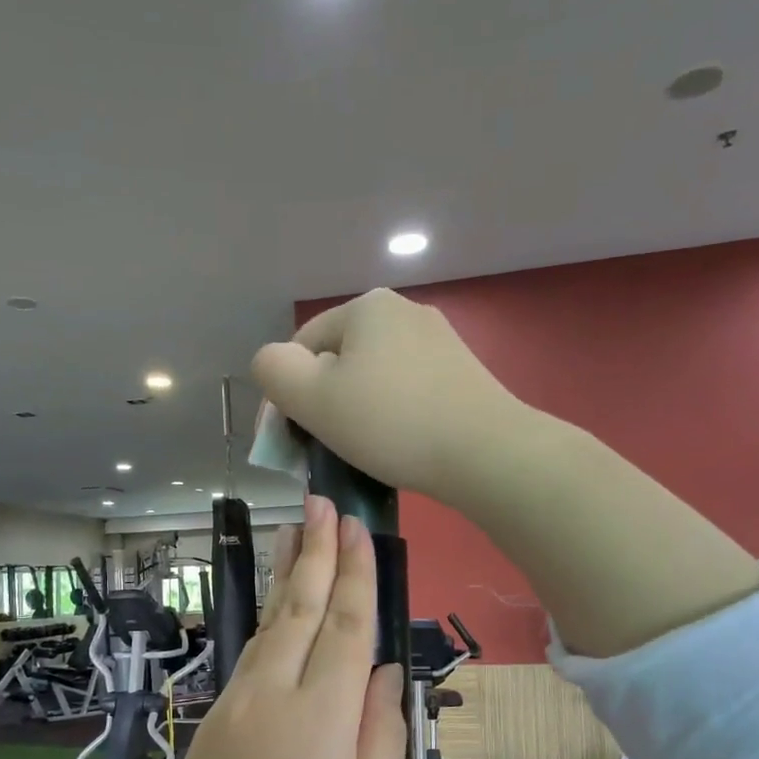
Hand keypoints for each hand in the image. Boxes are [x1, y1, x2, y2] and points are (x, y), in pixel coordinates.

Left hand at [58, 494, 406, 758]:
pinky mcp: (214, 720)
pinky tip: (279, 606)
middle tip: (323, 502)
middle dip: (315, 553)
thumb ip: (381, 739)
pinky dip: (269, 618)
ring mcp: (235, 705)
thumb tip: (388, 675)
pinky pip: (251, 654)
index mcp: (319, 720)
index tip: (360, 531)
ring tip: (297, 532)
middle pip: (299, 610)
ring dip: (286, 576)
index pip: (346, 629)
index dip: (356, 577)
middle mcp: (271, 696)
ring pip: (269, 625)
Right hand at [251, 287, 521, 501]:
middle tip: (323, 448)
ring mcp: (438, 341)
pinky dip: (391, 415)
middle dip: (322, 403)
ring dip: (355, 412)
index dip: (286, 395)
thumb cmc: (390, 423)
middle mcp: (404, 311)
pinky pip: (406, 390)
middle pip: (339, 360)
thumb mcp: (312, 398)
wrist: (485, 452)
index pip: (302, 347)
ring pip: (373, 377)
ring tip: (360, 451)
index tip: (289, 442)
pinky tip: (397, 444)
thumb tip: (274, 362)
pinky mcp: (460, 373)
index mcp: (365, 306)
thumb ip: (273, 371)